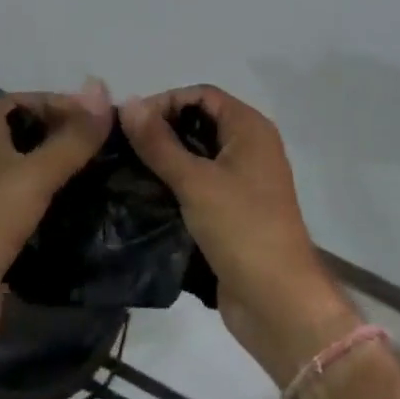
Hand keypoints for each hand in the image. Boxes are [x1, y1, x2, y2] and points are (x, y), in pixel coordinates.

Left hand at [0, 80, 110, 354]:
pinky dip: (61, 207)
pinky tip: (90, 213)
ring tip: (108, 176)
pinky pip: (36, 209)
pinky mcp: (1, 236)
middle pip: (30, 136)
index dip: (56, 102)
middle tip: (109, 147)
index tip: (95, 116)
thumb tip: (103, 92)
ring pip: (35, 175)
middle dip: (67, 137)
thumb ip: (71, 139)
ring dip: (66, 173)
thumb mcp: (33, 176)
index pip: (22, 102)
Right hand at [122, 86, 359, 387]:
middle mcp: (250, 148)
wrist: (278, 303)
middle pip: (199, 123)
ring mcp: (243, 182)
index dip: (165, 101)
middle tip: (121, 146)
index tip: (129, 122)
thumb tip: (127, 103)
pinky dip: (174, 185)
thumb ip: (159, 143)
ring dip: (164, 160)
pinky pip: (199, 185)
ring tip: (126, 169)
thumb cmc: (241, 229)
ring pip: (197, 156)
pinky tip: (144, 195)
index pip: (201, 95)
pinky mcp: (233, 212)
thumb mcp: (195, 182)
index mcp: (250, 129)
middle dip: (161, 130)